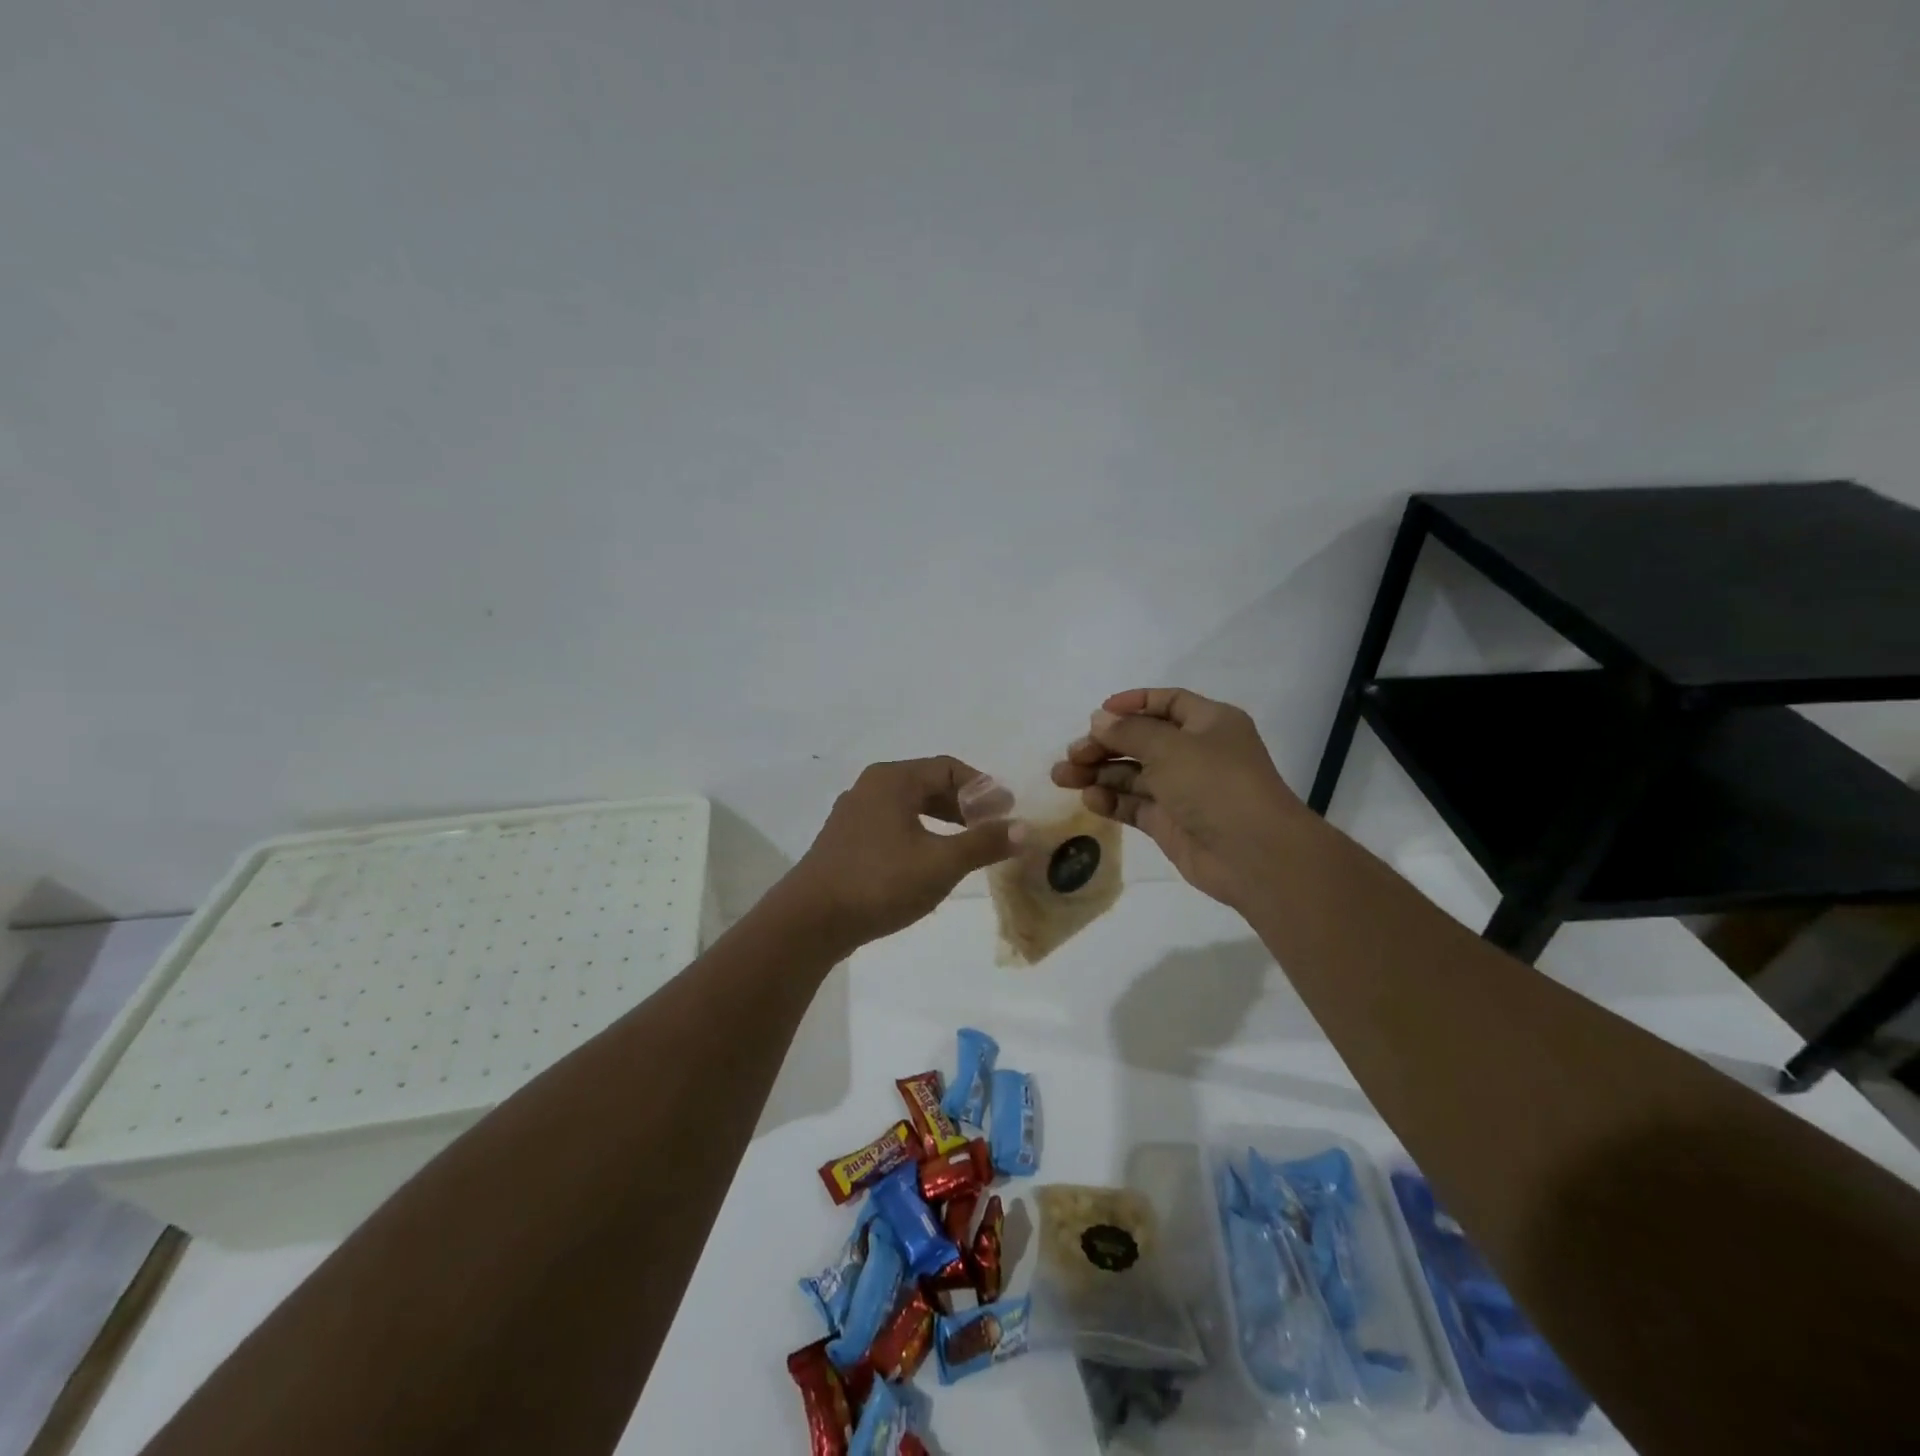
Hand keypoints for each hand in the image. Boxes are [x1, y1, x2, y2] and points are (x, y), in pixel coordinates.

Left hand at [782, 757, 1017, 948]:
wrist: (810, 920)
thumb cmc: (879, 882)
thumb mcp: (940, 863)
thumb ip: (983, 843)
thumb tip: (1023, 828)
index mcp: (893, 780)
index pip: (949, 768)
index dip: (983, 787)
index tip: (1006, 812)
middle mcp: (871, 787)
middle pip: (928, 784)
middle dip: (964, 805)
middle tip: (991, 829)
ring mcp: (854, 813)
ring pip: (909, 806)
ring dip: (942, 821)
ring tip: (966, 846)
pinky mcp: (845, 840)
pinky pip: (892, 825)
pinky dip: (919, 834)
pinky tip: (929, 862)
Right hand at [1052, 688, 1305, 908]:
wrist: (1253, 854)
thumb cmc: (1215, 784)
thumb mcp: (1170, 747)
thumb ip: (1129, 732)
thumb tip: (1099, 720)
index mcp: (1208, 723)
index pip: (1166, 703)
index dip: (1132, 704)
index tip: (1098, 714)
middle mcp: (1196, 753)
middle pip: (1142, 740)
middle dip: (1104, 744)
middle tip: (1072, 754)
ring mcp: (1182, 790)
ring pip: (1133, 774)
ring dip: (1098, 773)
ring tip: (1063, 777)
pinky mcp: (1170, 822)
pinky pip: (1135, 805)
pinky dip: (1112, 800)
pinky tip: (1089, 799)